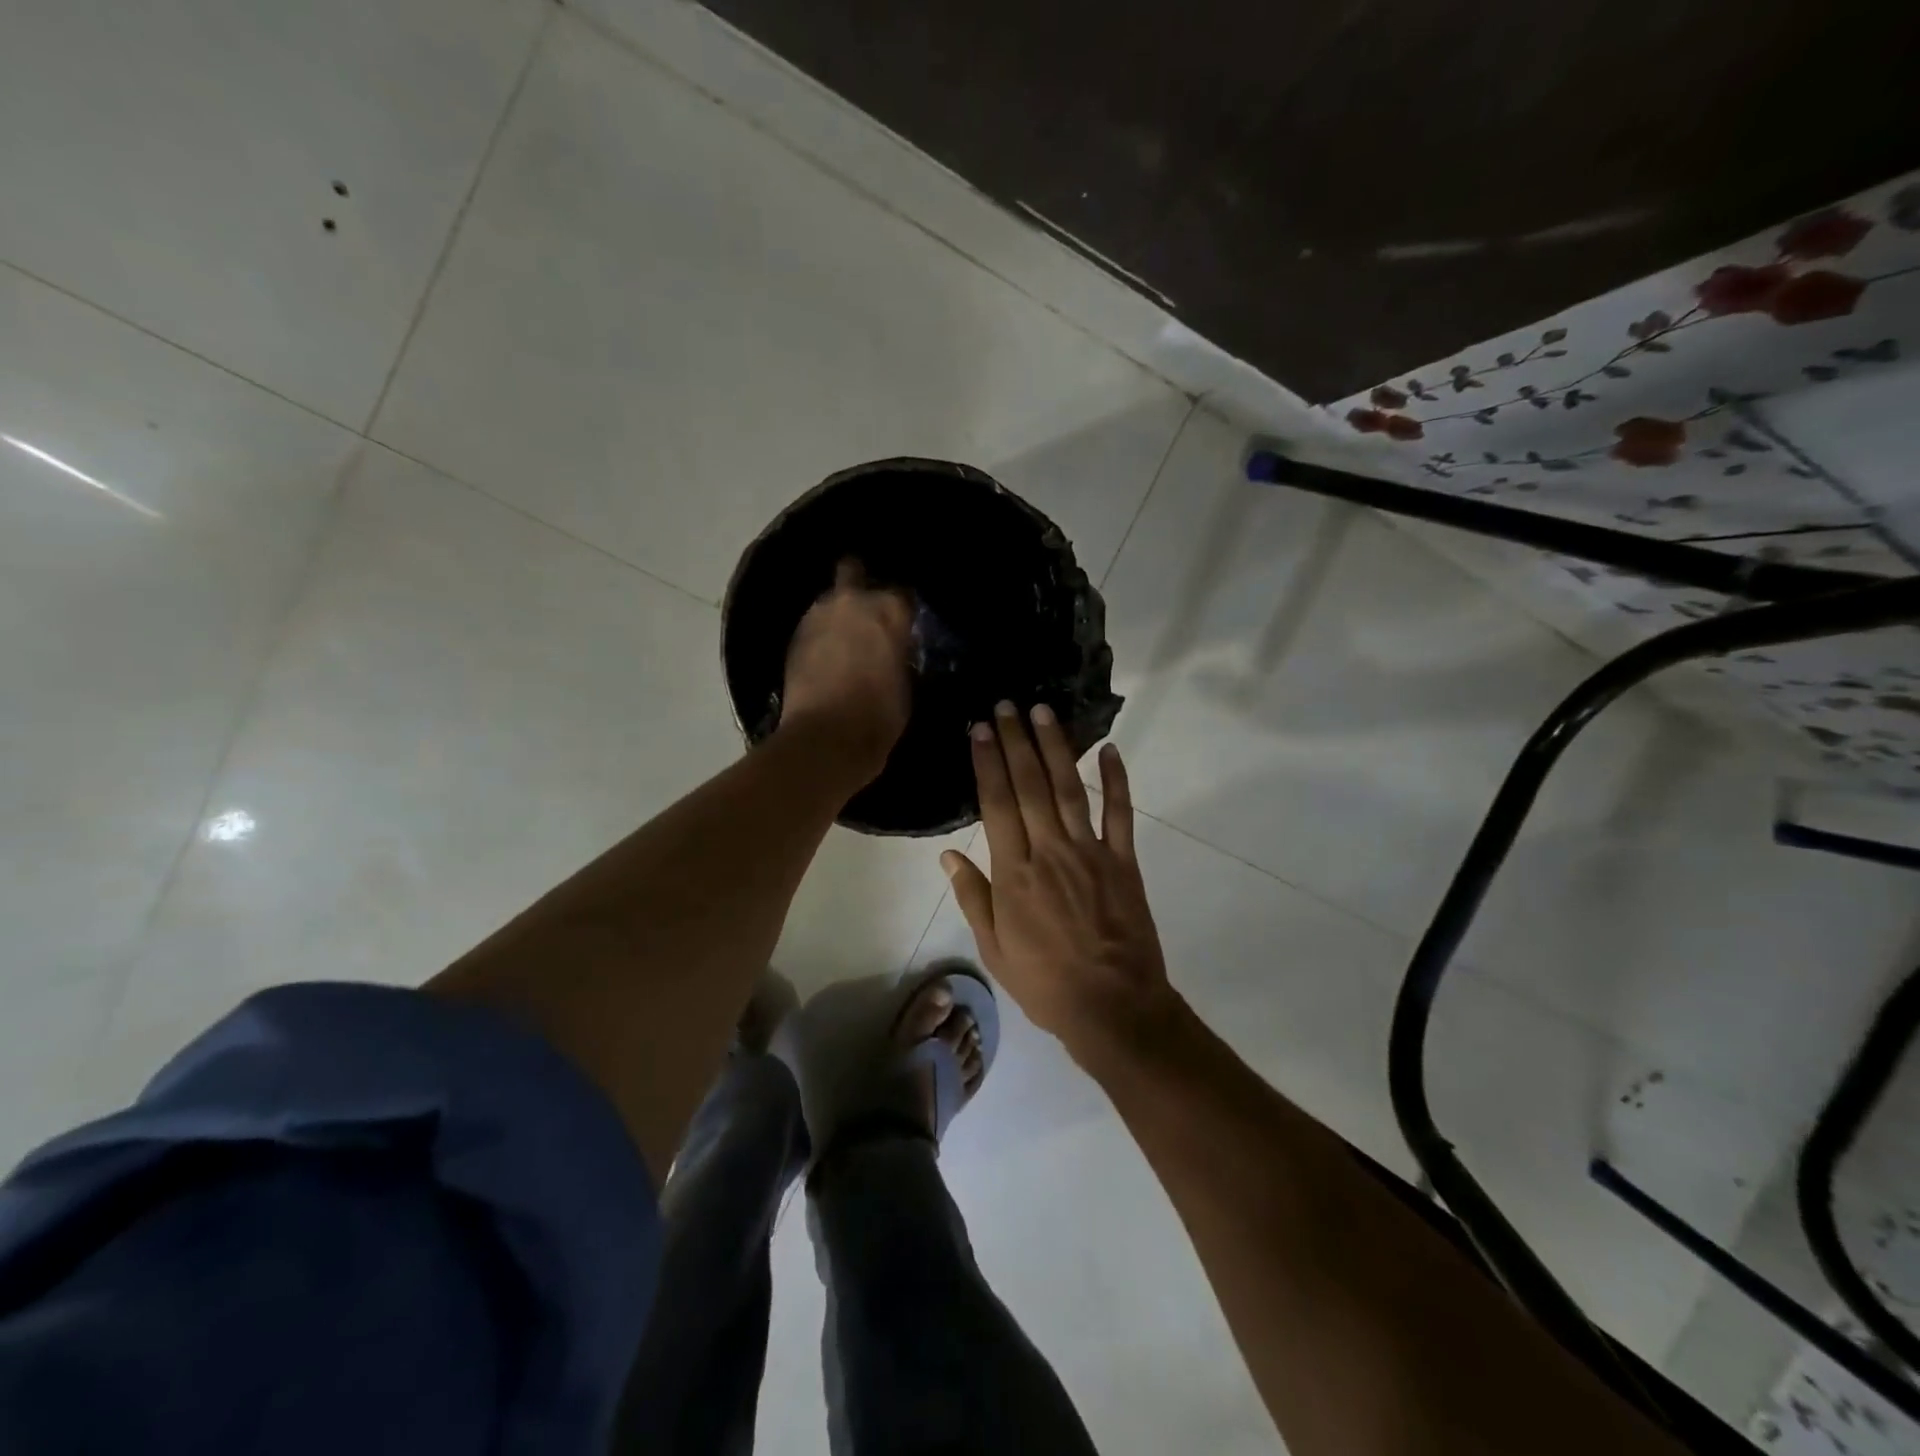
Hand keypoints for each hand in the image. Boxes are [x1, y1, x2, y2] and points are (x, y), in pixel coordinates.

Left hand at [781, 558, 913, 781]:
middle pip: (854, 572)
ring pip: (830, 600)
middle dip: (860, 585)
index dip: (903, 611)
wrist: (825, 738)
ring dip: (838, 612)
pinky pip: (813, 625)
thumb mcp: (905, 684)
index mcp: (889, 610)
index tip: (903, 626)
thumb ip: (899, 655)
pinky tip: (827, 654)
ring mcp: (817, 615)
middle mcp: (852, 601)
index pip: (902, 595)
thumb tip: (893, 651)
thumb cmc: (879, 715)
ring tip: (845, 637)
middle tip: (868, 613)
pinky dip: (821, 634)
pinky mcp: (794, 637)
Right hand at [941, 702, 1176, 1061]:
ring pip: (1068, 788)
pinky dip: (1116, 780)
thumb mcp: (994, 949)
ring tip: (1042, 712)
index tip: (981, 729)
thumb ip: (973, 897)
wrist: (1113, 1008)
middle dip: (1015, 741)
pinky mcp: (1123, 860)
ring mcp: (1090, 852)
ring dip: (1055, 747)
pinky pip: (1120, 813)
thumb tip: (948, 855)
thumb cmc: (1045, 983)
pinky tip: (1110, 750)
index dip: (987, 762)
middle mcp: (1049, 851)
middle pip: (1029, 786)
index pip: (996, 804)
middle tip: (1006, 705)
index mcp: (1014, 873)